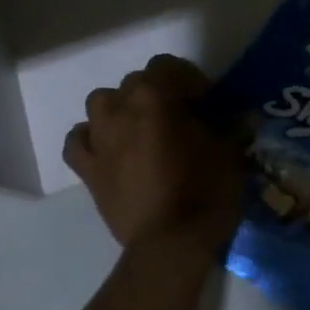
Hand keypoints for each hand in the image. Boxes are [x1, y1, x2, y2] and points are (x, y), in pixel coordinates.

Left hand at [64, 55, 243, 252]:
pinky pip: (79, 140)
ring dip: (122, 108)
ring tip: (143, 128)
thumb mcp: (229, 151)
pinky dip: (94, 138)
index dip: (189, 79)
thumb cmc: (206, 191)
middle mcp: (120, 110)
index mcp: (155, 98)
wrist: (171, 243)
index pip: (168, 65)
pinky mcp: (87, 170)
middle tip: (182, 117)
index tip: (207, 101)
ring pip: (101, 102)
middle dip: (159, 92)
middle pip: (136, 82)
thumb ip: (224, 124)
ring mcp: (99, 140)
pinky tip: (111, 149)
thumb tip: (229, 116)